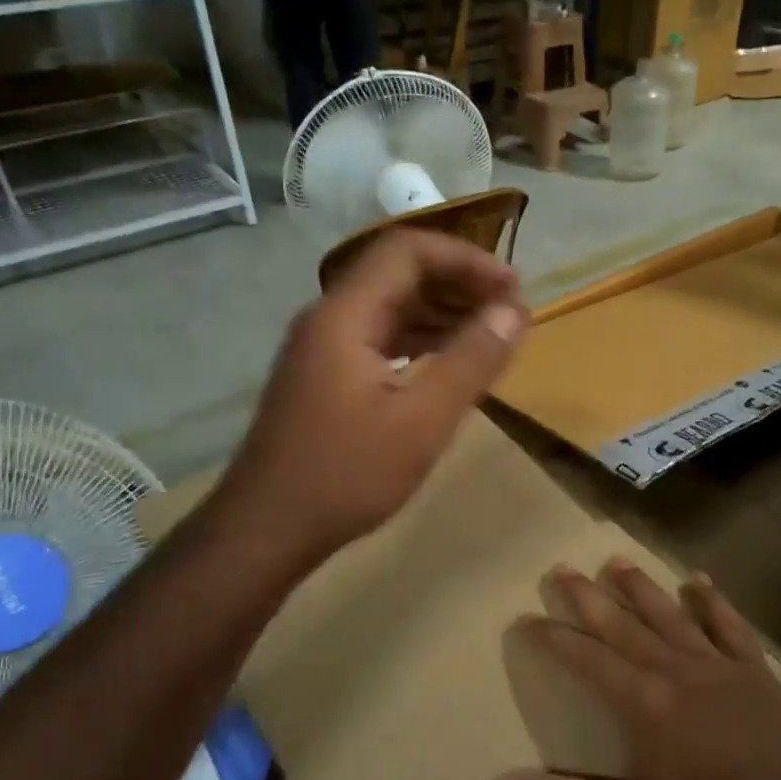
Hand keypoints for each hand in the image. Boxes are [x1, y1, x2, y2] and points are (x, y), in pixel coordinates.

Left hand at [220, 229, 525, 567]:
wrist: (266, 529)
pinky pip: (380, 337)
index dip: (466, 258)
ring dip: (442, 310)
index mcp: (346, 315)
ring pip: (390, 306)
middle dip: (458, 282)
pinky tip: (449, 360)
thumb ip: (472, 360)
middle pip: (398, 273)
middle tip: (508, 310)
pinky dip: (421, 339)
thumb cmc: (346, 474)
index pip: (408, 250)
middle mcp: (329, 318)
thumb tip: (514, 311)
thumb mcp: (422, 420)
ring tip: (490, 332)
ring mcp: (323, 348)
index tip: (512, 286)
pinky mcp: (325, 376)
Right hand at [486, 560, 780, 779]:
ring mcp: (719, 666)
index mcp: (643, 703)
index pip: (585, 660)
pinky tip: (700, 581)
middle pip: (622, 625)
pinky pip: (729, 626)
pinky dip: (713, 602)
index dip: (552, 639)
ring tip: (616, 561)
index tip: (525, 619)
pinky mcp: (755, 672)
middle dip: (588, 598)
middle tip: (561, 568)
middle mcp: (675, 670)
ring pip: (670, 615)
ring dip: (641, 587)